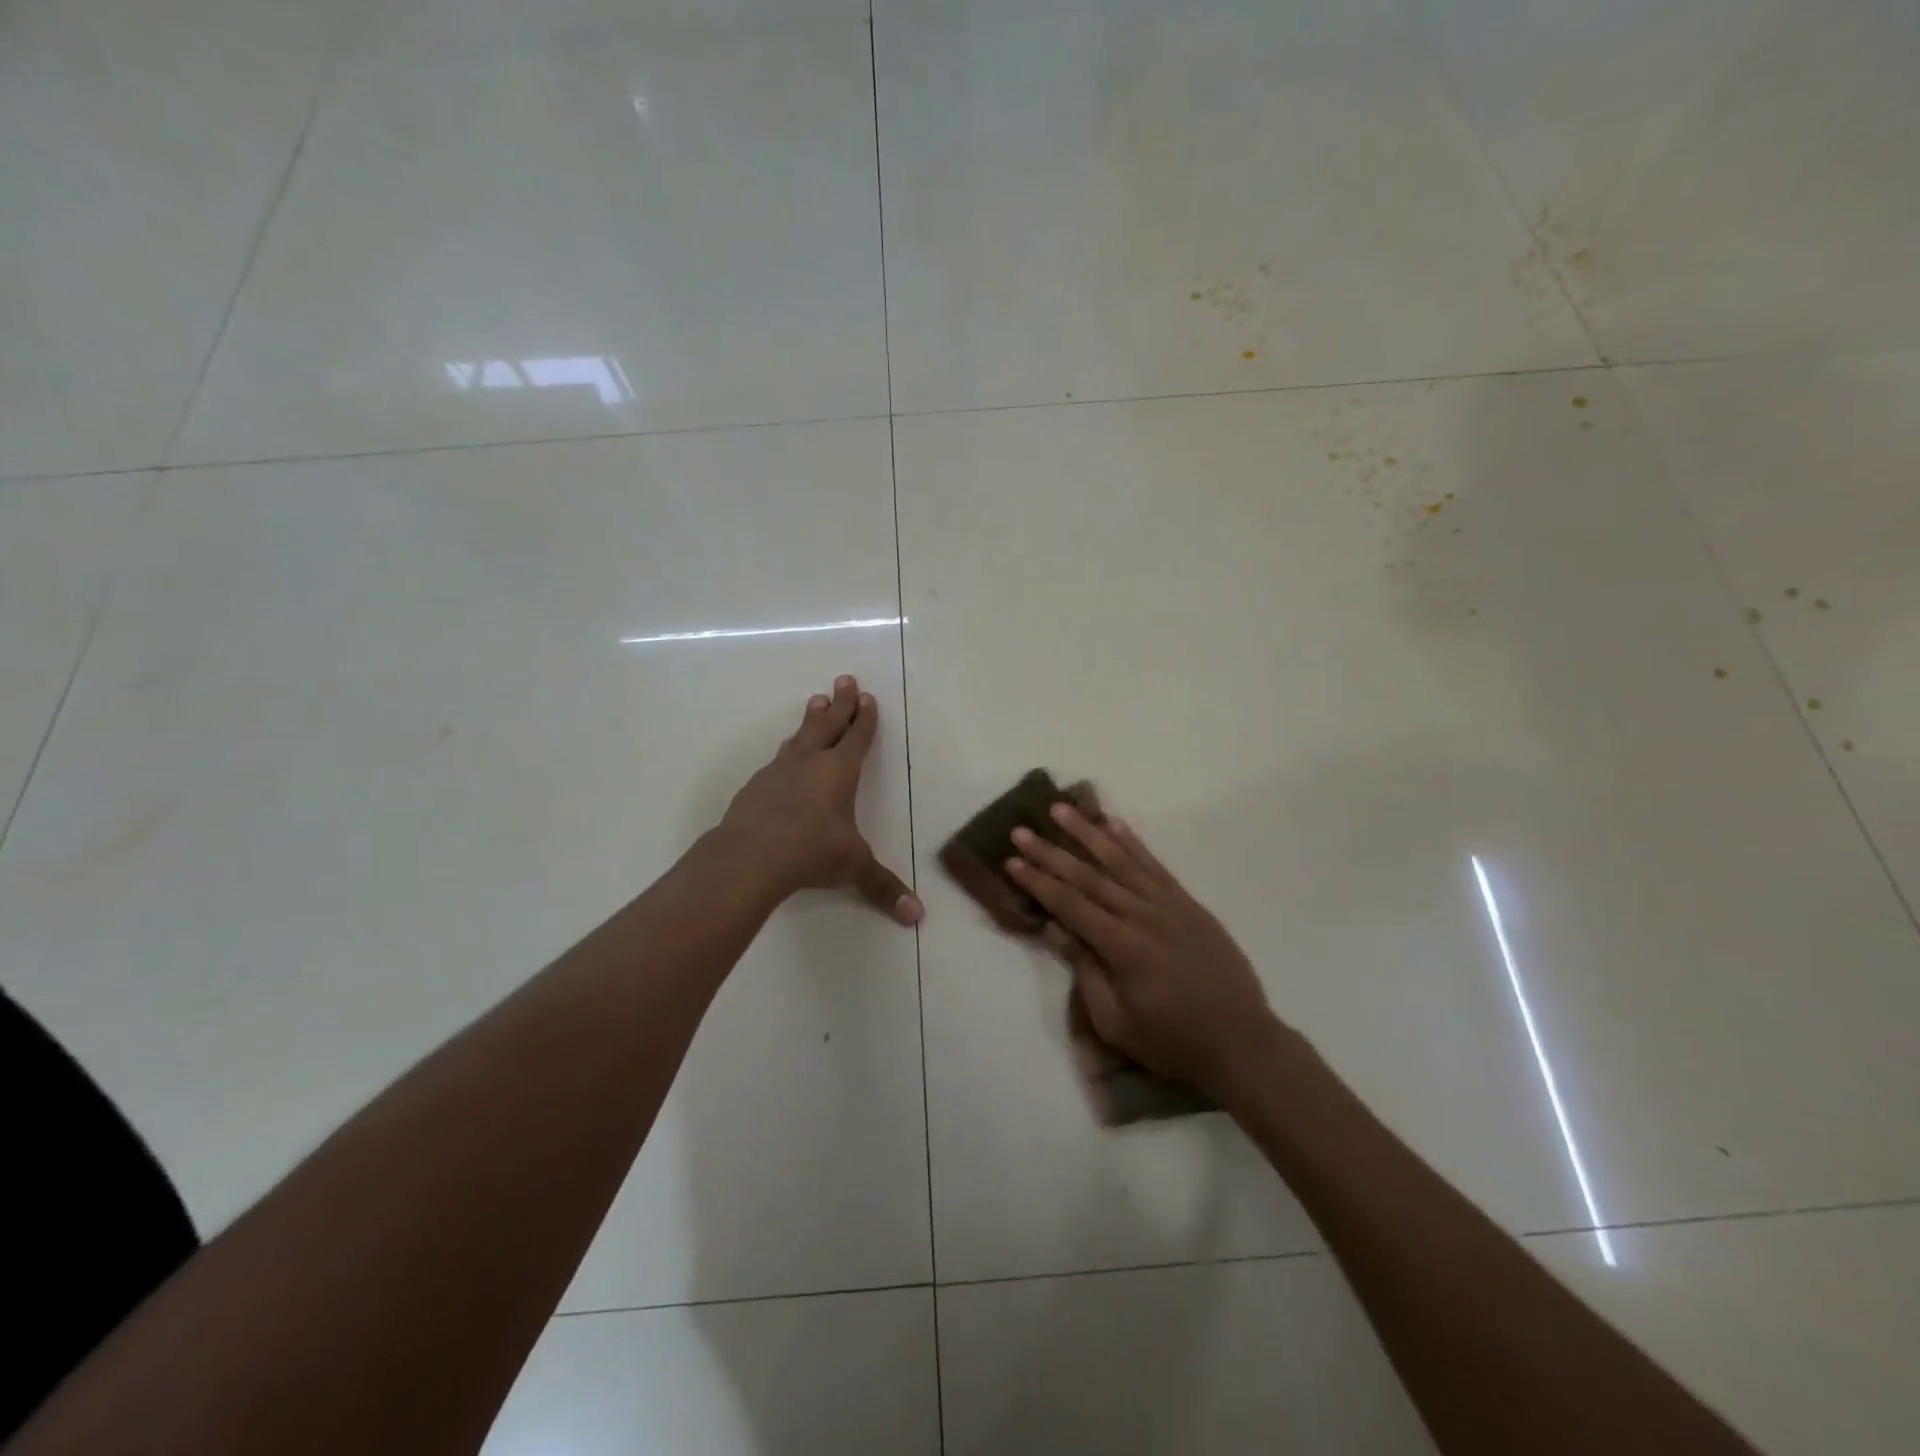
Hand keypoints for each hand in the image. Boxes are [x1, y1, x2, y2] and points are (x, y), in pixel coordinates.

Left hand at [719, 676, 922, 925]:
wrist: (749, 856)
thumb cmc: (811, 851)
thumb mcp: (853, 866)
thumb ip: (883, 887)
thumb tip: (917, 918)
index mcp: (839, 772)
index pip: (857, 737)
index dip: (864, 718)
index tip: (867, 697)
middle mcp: (810, 762)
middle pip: (828, 723)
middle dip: (840, 702)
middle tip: (844, 678)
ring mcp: (779, 771)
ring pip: (800, 736)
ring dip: (811, 718)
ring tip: (816, 701)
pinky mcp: (756, 786)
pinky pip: (778, 759)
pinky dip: (788, 750)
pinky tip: (784, 756)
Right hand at [1006, 805, 1285, 1097]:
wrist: (1241, 1041)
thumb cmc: (1172, 1041)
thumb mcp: (1116, 1023)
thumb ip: (1085, 972)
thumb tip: (1055, 928)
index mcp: (1123, 947)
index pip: (1070, 905)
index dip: (1038, 882)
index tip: (1011, 861)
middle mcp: (1143, 915)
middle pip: (1089, 876)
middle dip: (1051, 852)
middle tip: (1021, 830)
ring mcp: (1169, 904)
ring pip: (1121, 860)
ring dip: (1088, 832)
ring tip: (1061, 809)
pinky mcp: (1187, 903)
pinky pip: (1155, 865)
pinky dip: (1132, 842)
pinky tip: (1113, 823)